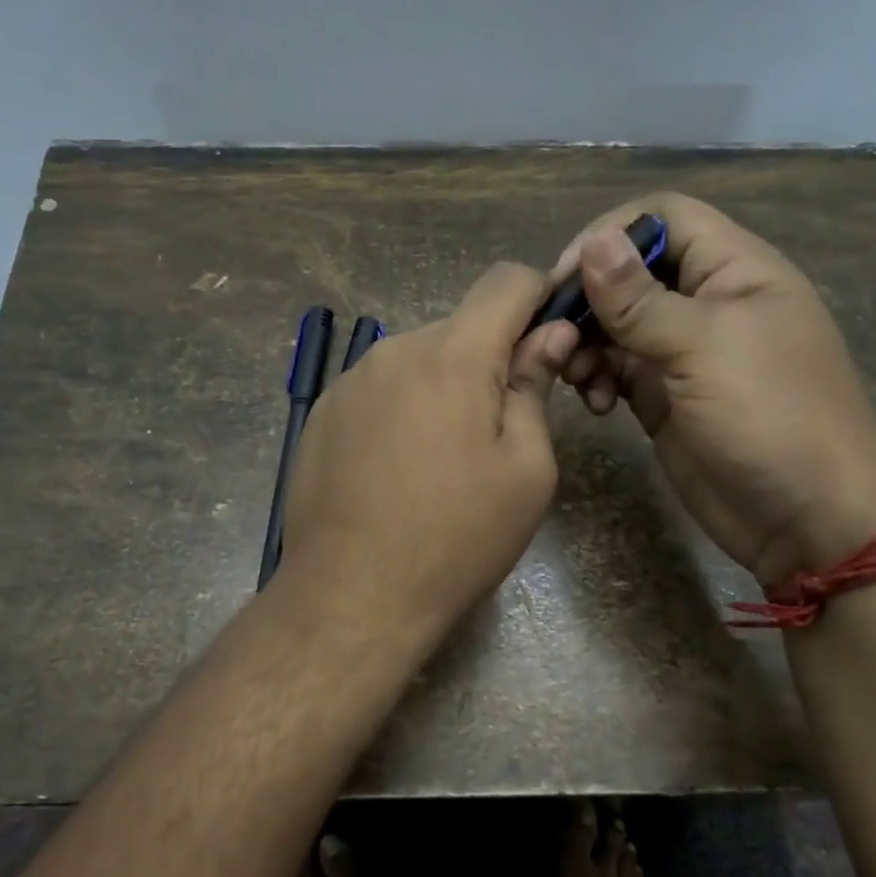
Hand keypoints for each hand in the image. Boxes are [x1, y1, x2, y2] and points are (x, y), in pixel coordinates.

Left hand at [278, 264, 577, 647]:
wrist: (351, 596)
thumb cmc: (456, 538)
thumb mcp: (526, 470)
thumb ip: (535, 388)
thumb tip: (550, 334)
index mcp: (452, 355)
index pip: (506, 280)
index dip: (540, 296)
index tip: (552, 341)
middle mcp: (394, 350)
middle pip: (461, 327)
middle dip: (490, 360)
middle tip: (500, 429)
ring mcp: (350, 381)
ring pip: (419, 360)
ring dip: (444, 387)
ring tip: (444, 461)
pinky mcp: (323, 413)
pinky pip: (380, 390)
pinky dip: (403, 410)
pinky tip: (398, 471)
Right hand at [558, 194, 875, 584]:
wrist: (807, 520)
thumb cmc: (770, 417)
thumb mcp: (704, 348)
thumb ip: (640, 299)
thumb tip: (591, 241)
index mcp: (735, 270)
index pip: (664, 218)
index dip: (612, 234)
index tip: (566, 274)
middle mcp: (706, 302)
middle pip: (631, 271)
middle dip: (589, 297)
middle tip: (555, 331)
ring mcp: (683, 352)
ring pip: (616, 323)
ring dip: (587, 342)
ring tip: (576, 374)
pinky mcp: (663, 396)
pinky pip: (616, 369)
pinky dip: (596, 378)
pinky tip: (593, 403)